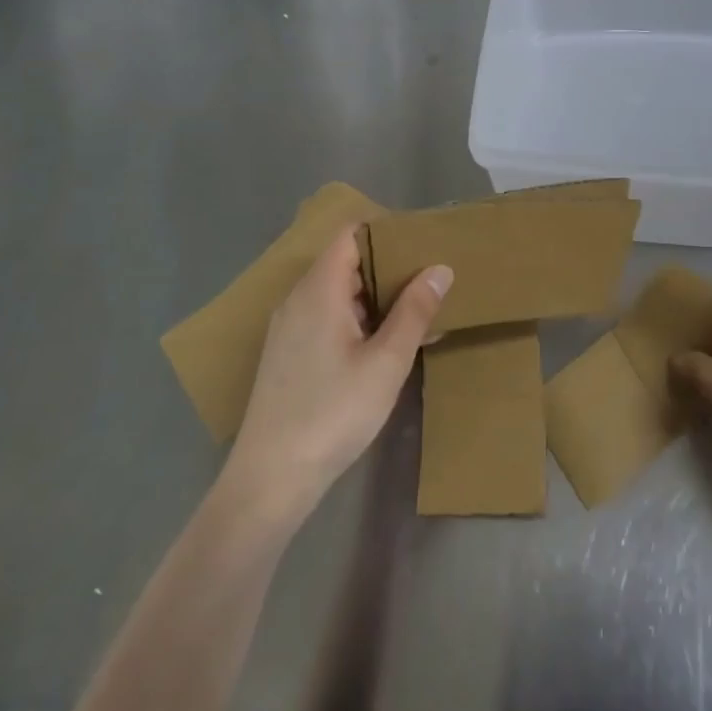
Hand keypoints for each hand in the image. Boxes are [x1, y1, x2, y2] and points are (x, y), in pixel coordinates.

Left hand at [225, 227, 450, 520]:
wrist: (271, 478)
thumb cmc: (333, 412)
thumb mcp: (387, 362)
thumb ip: (414, 310)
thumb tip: (440, 268)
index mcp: (319, 291)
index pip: (349, 235)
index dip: (386, 232)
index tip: (424, 242)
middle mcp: (298, 300)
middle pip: (345, 262)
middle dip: (390, 265)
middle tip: (432, 276)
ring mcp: (290, 328)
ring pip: (339, 293)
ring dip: (378, 296)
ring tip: (421, 309)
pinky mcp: (290, 354)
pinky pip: (329, 318)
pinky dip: (361, 319)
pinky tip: (390, 343)